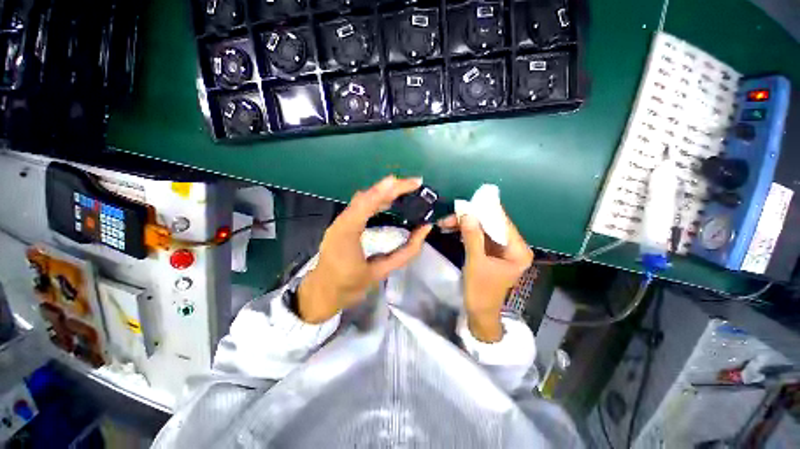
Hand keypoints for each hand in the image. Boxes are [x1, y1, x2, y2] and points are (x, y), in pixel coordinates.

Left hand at [298, 176, 432, 322]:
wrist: (323, 292)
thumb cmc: (350, 285)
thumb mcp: (381, 272)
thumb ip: (405, 252)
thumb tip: (424, 229)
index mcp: (346, 234)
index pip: (368, 204)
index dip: (389, 191)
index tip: (411, 183)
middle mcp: (341, 222)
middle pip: (366, 196)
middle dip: (391, 187)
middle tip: (414, 184)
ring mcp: (340, 221)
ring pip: (363, 199)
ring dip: (384, 191)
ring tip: (405, 189)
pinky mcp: (343, 223)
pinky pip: (361, 206)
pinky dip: (377, 199)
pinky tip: (389, 200)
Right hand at [438, 209, 532, 341]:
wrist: (478, 312)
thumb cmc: (481, 291)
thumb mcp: (476, 262)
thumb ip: (472, 237)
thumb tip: (467, 213)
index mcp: (518, 250)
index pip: (503, 223)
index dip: (486, 211)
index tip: (470, 201)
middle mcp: (513, 247)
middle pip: (492, 225)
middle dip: (471, 219)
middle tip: (452, 214)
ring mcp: (501, 249)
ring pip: (483, 229)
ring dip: (465, 225)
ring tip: (446, 221)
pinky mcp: (491, 252)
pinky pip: (478, 236)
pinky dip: (466, 232)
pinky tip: (452, 228)